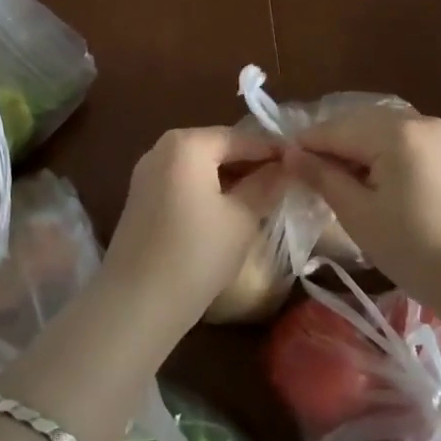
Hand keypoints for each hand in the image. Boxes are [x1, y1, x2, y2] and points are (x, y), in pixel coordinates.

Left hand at [102, 126, 285, 330]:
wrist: (136, 303)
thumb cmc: (196, 254)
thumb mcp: (242, 218)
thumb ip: (267, 185)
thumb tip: (288, 166)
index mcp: (186, 144)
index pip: (241, 137)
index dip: (273, 150)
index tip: (303, 163)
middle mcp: (162, 148)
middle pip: (218, 148)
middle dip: (251, 163)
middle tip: (287, 181)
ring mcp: (147, 174)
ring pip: (201, 167)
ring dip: (231, 179)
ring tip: (265, 197)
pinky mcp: (142, 199)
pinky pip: (184, 183)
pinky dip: (209, 190)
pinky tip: (231, 211)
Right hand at [286, 106, 440, 283]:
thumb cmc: (417, 250)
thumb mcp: (359, 215)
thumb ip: (323, 177)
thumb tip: (290, 154)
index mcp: (395, 132)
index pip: (335, 130)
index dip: (306, 145)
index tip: (283, 163)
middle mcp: (421, 120)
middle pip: (361, 123)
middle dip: (333, 145)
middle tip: (310, 176)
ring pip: (385, 130)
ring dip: (360, 149)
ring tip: (343, 182)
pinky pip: (410, 141)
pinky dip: (387, 153)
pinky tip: (380, 182)